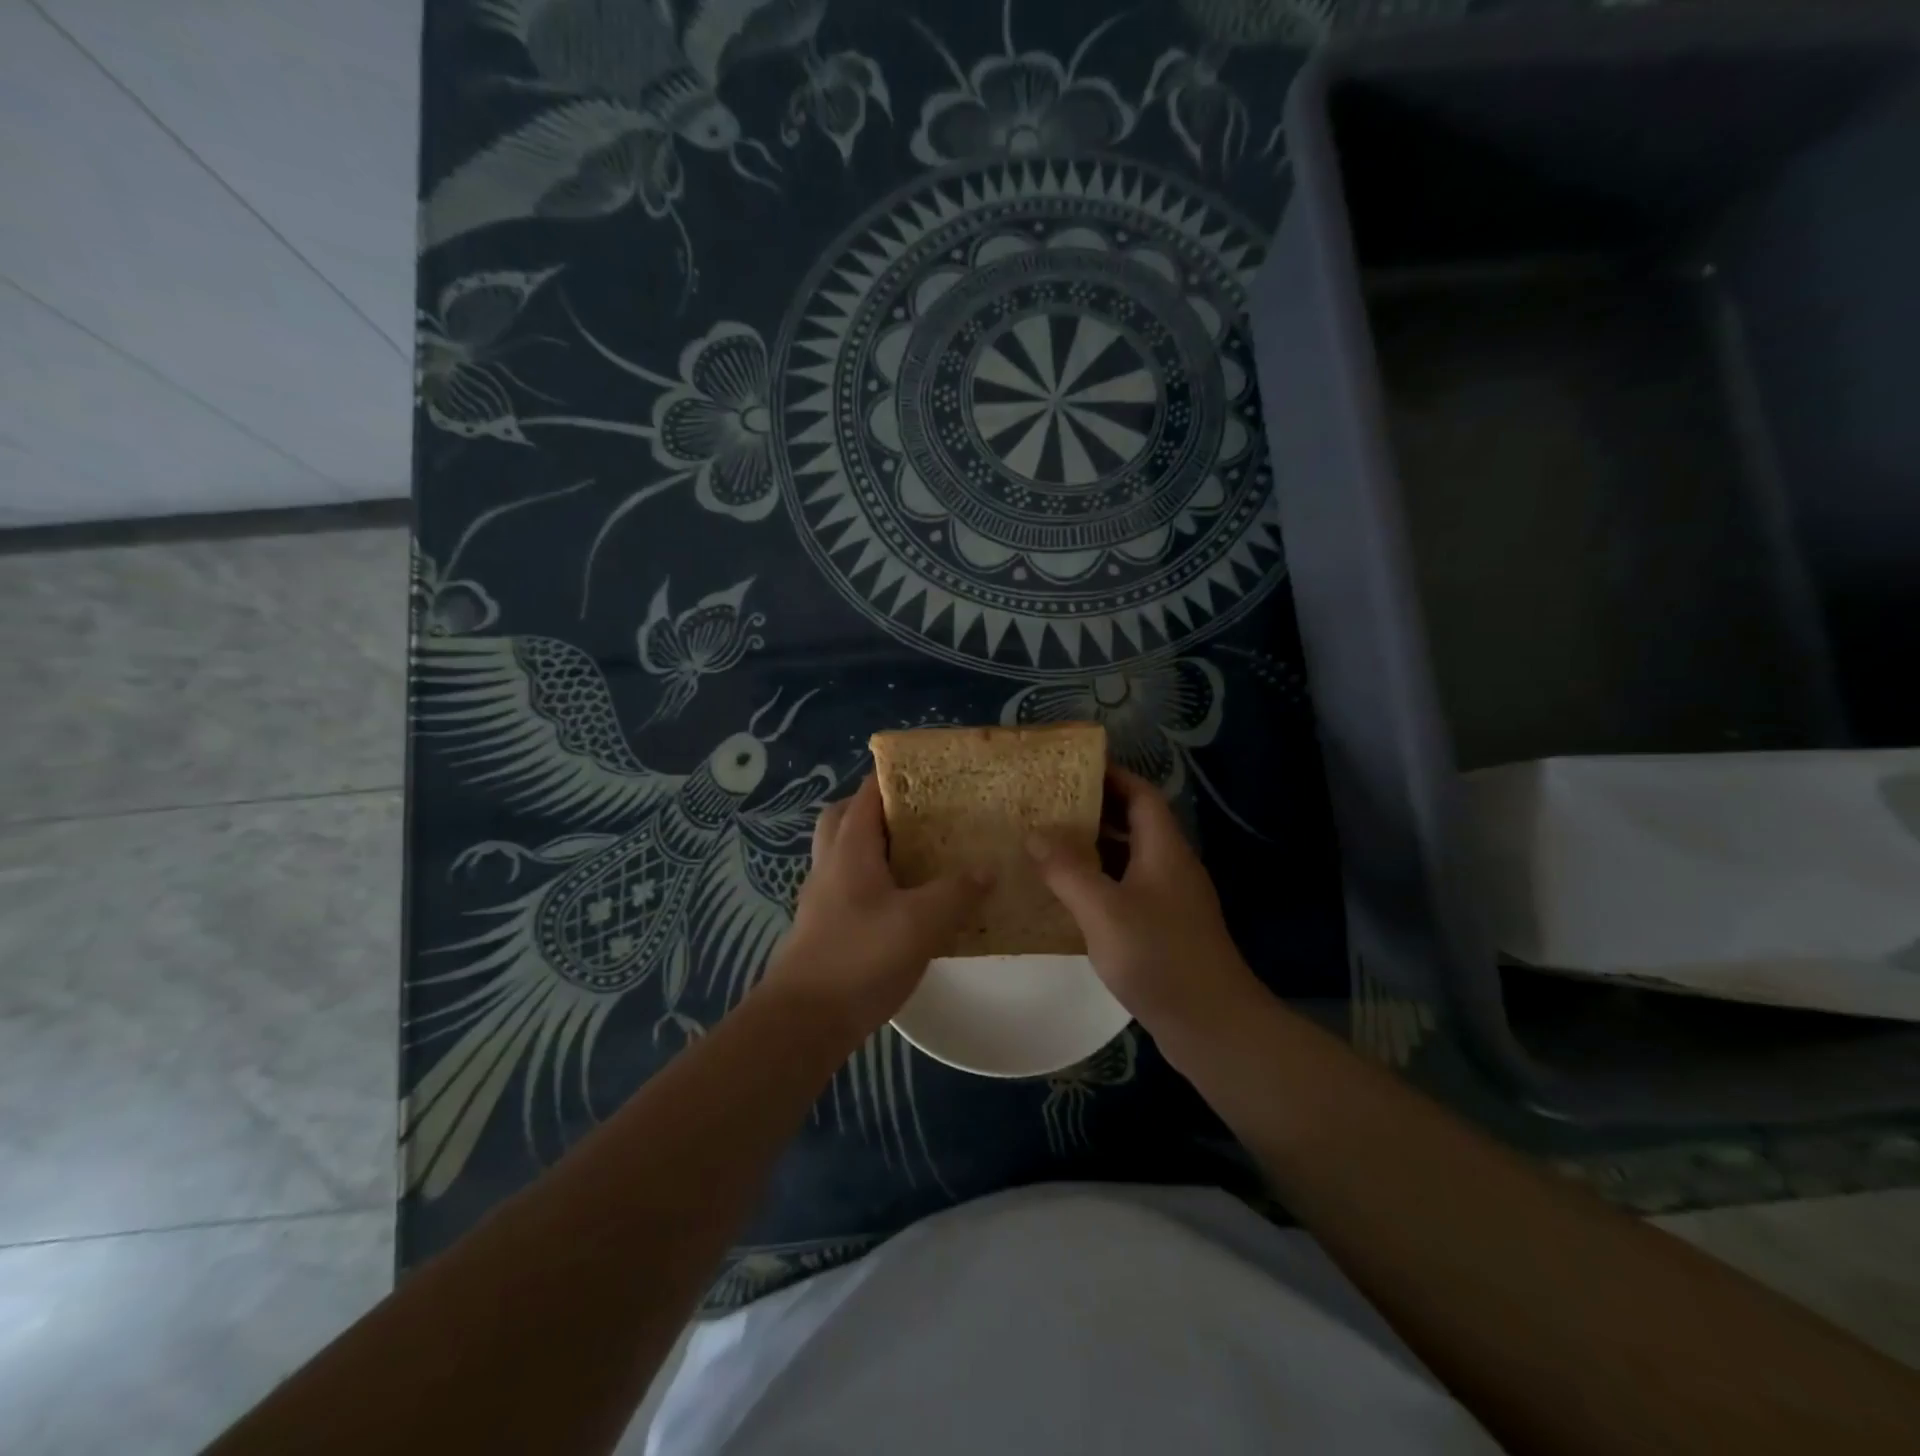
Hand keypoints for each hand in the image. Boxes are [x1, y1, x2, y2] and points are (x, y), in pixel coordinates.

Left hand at [761, 775, 991, 1041]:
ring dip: (876, 846)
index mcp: (850, 848)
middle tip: (919, 815)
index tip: (931, 775)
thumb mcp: (920, 922)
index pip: (867, 794)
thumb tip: (987, 869)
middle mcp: (831, 864)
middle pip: (846, 818)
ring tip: (921, 855)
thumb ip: (956, 892)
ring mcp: (823, 896)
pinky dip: (875, 881)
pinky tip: (907, 903)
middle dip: (878, 808)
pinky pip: (851, 885)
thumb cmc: (860, 957)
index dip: (895, 777)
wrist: (805, 1020)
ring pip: (846, 853)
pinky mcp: (826, 926)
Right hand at [1027, 767, 1259, 1041]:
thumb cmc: (1159, 956)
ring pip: (1129, 859)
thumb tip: (1034, 834)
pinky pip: (1127, 890)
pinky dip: (1098, 883)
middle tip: (1048, 805)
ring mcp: (1170, 900)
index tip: (1072, 768)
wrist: (1213, 1025)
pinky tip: (1067, 896)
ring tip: (1048, 843)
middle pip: (1134, 823)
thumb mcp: (1104, 909)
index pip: (1141, 794)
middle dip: (1094, 810)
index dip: (1111, 775)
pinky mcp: (1164, 929)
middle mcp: (1171, 866)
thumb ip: (1067, 870)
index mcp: (1164, 849)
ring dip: (1094, 848)